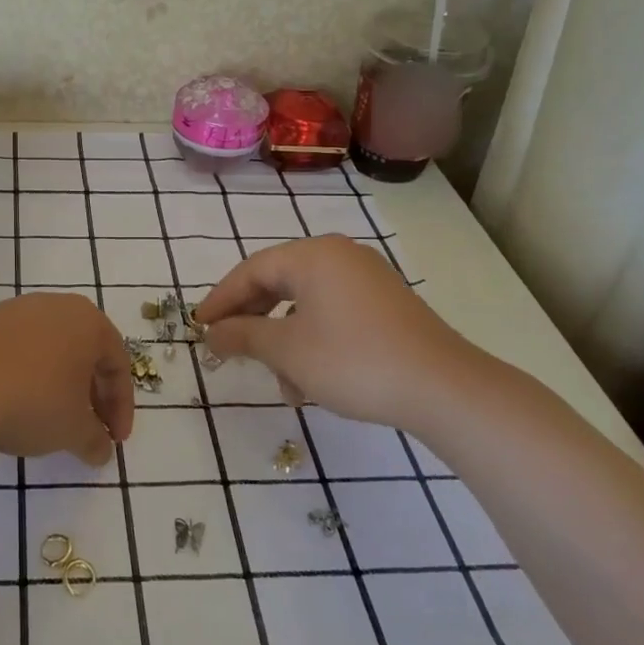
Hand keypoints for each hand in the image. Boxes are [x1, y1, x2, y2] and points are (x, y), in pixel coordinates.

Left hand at [0, 293, 134, 467]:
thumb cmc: (31, 400)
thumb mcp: (71, 430)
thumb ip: (93, 440)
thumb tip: (100, 450)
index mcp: (87, 321)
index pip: (117, 363)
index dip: (121, 406)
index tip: (114, 440)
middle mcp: (52, 306)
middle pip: (82, 352)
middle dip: (89, 394)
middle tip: (86, 429)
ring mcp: (11, 311)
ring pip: (46, 349)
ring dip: (54, 384)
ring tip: (46, 420)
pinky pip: (12, 352)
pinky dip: (21, 377)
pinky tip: (8, 405)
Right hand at [194, 235, 489, 433]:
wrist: (443, 388)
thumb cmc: (352, 361)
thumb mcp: (286, 350)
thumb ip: (242, 335)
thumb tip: (211, 334)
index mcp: (313, 256)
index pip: (251, 271)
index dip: (220, 300)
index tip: (199, 328)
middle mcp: (339, 256)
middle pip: (278, 283)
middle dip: (252, 320)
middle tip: (228, 348)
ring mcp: (367, 279)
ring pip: (305, 304)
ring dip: (283, 340)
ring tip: (280, 382)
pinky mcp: (385, 305)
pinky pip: (332, 313)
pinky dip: (312, 340)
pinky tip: (310, 380)